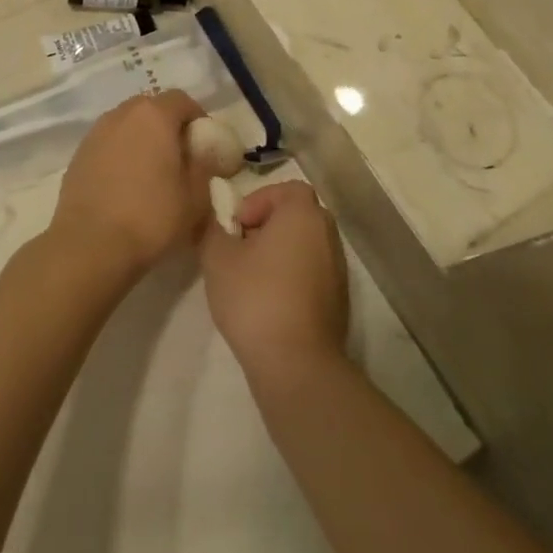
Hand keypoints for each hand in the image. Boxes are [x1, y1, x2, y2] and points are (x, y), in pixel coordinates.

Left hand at [49, 90, 209, 279]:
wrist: (90, 244)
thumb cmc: (151, 217)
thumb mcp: (195, 197)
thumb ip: (204, 166)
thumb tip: (203, 153)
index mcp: (153, 116)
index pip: (181, 100)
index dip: (197, 117)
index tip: (204, 143)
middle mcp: (122, 114)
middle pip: (151, 107)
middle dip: (167, 125)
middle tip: (179, 155)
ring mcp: (96, 133)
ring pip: (126, 124)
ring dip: (141, 138)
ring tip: (151, 171)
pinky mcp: (78, 154)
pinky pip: (108, 143)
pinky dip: (120, 153)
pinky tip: (125, 184)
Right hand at [199, 182, 348, 380]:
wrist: (296, 364)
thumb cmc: (255, 297)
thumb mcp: (217, 256)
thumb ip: (213, 228)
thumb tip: (217, 222)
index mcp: (303, 215)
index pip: (287, 189)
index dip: (259, 200)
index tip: (238, 226)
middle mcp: (328, 236)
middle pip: (297, 216)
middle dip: (268, 226)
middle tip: (242, 248)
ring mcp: (338, 271)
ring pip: (305, 246)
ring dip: (279, 253)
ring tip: (251, 278)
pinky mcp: (338, 302)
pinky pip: (312, 273)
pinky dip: (292, 278)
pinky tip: (268, 303)